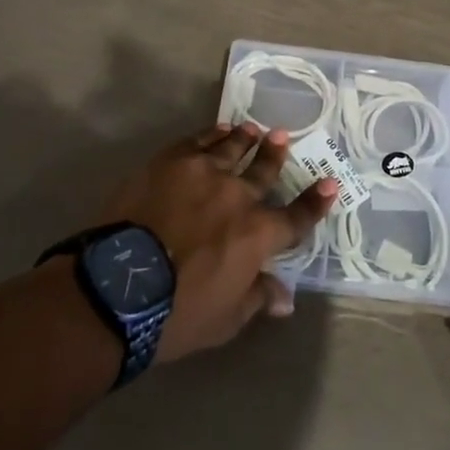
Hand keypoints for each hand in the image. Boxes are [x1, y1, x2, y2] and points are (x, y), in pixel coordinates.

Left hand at [100, 124, 335, 362]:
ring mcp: (205, 172)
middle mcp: (239, 196)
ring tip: (254, 129)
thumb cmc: (177, 314)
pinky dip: (213, 134)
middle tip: (283, 137)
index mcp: (258, 234)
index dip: (315, 202)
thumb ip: (257, 298)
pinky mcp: (172, 161)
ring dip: (246, 139)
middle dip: (276, 155)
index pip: (296, 217)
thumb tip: (286, 297)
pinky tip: (219, 130)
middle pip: (264, 171)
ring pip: (233, 148)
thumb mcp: (225, 320)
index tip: (330, 183)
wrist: (119, 287)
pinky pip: (199, 141)